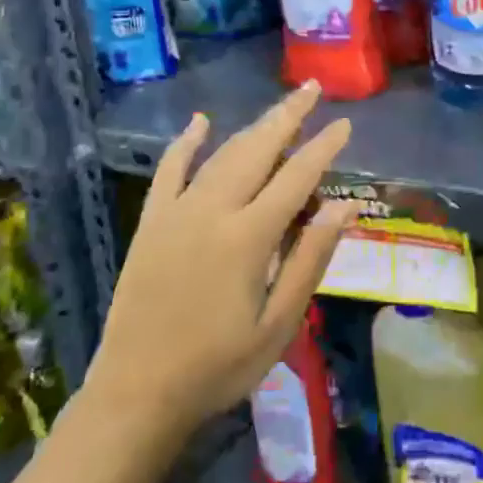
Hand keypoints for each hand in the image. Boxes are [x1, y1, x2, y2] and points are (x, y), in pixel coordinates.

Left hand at [88, 82, 358, 446]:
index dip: (323, 148)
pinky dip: (186, 143)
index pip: (297, 177)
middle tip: (312, 89)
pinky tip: (200, 122)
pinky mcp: (151, 223)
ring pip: (221, 155)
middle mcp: (213, 210)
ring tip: (279, 107)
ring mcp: (177, 213)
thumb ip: (311, 259)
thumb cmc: (219, 366)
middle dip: (288, 116)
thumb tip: (346, 206)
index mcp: (248, 237)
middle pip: (257, 149)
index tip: (345, 124)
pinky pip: (169, 171)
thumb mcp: (279, 323)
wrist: (136, 393)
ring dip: (252, 127)